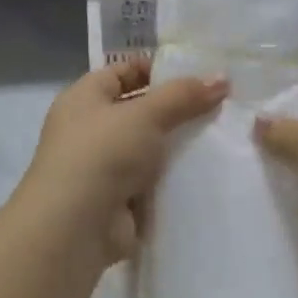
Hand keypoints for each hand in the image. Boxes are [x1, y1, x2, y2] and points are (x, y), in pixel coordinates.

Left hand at [16, 58, 227, 277]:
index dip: (157, 70)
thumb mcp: (146, 114)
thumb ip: (183, 95)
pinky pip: (152, 181)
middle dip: (176, 110)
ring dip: (178, 146)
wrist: (75, 227)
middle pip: (140, 111)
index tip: (199, 74)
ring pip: (149, 148)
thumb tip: (221, 78)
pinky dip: (173, 178)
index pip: (123, 72)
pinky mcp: (118, 200)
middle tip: (221, 105)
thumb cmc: (102, 154)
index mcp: (84, 98)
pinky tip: (208, 172)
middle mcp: (89, 129)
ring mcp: (103, 167)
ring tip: (223, 137)